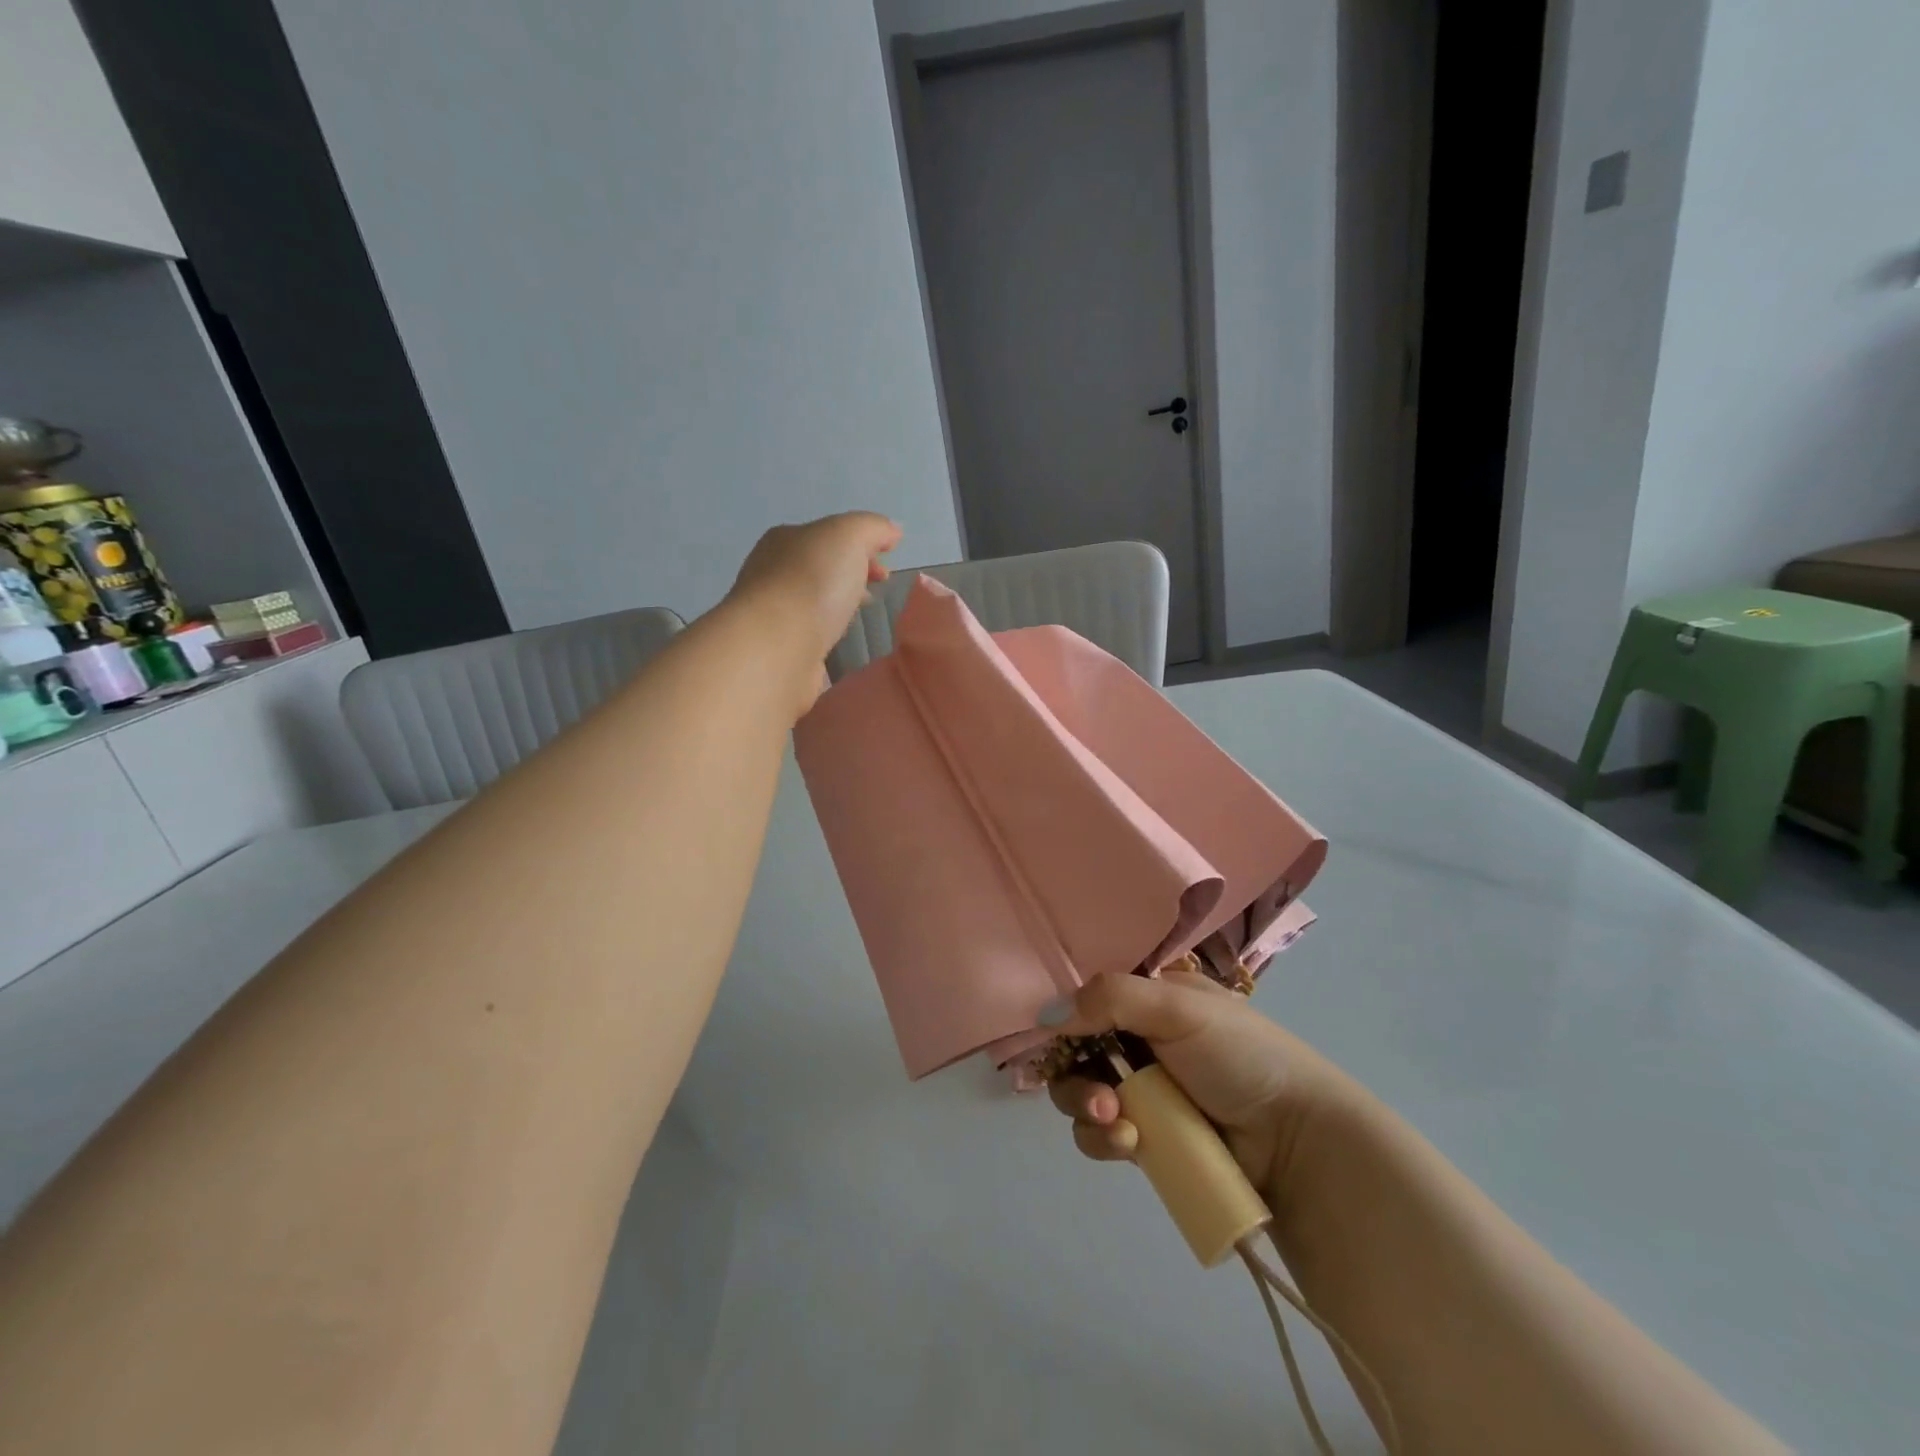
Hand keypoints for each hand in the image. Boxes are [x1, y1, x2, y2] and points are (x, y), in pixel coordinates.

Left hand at [724, 512, 901, 706]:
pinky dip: (826, 631)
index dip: (862, 546)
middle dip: (851, 574)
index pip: (829, 536)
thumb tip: (892, 531)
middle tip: (879, 589)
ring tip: (861, 616)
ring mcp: (772, 612)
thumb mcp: (849, 536)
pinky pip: (808, 632)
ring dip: (838, 604)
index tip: (887, 568)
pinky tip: (839, 640)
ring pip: (814, 600)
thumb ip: (872, 528)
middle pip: (821, 567)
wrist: (775, 648)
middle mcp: (772, 572)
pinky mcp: (777, 648)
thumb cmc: (812, 583)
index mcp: (785, 540)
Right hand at [1047, 970, 1350, 1210]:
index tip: (1054, 1035)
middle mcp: (1140, 1039)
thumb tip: (1046, 1014)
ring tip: (1116, 1122)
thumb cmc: (1241, 1056)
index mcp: (1151, 998)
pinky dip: (1104, 1139)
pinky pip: (1101, 1134)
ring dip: (1087, 1107)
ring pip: (1082, 1093)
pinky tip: (1129, 1144)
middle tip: (1098, 1093)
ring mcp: (1143, 1091)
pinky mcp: (1147, 1139)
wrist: (1297, 1142)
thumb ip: (1110, 998)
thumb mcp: (1179, 1009)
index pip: (1089, 997)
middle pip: (1076, 1049)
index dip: (1066, 1014)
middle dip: (1074, 1073)